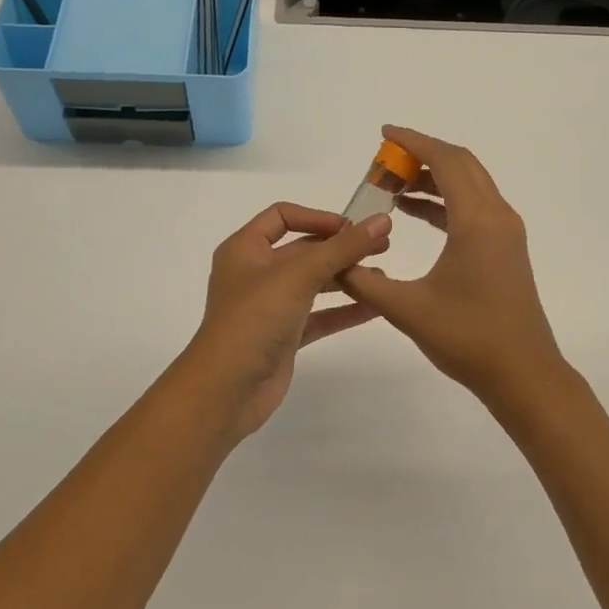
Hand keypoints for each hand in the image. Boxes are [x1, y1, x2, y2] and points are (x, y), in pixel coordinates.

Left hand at [183, 203, 392, 439]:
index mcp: (245, 249)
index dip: (317, 217)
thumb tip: (382, 220)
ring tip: (382, 276)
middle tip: (383, 247)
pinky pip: (318, 316)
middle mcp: (256, 273)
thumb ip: (343, 247)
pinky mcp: (283, 336)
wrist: (226, 391)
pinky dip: (344, 310)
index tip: (352, 227)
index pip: (282, 216)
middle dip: (341, 248)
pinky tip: (375, 307)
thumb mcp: (299, 275)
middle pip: (303, 250)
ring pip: (313, 283)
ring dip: (346, 278)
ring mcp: (269, 306)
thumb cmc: (255, 319)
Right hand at [339, 126, 569, 405]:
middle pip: (460, 164)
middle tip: (384, 162)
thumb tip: (333, 263)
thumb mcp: (407, 309)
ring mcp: (505, 231)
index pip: (445, 161)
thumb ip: (364, 281)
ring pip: (469, 184)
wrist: (524, 374)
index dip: (413, 141)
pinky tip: (414, 213)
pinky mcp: (506, 247)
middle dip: (422, 155)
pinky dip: (444, 200)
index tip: (384, 134)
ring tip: (392, 186)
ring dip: (433, 178)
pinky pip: (473, 206)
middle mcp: (497, 216)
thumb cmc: (468, 338)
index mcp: (477, 220)